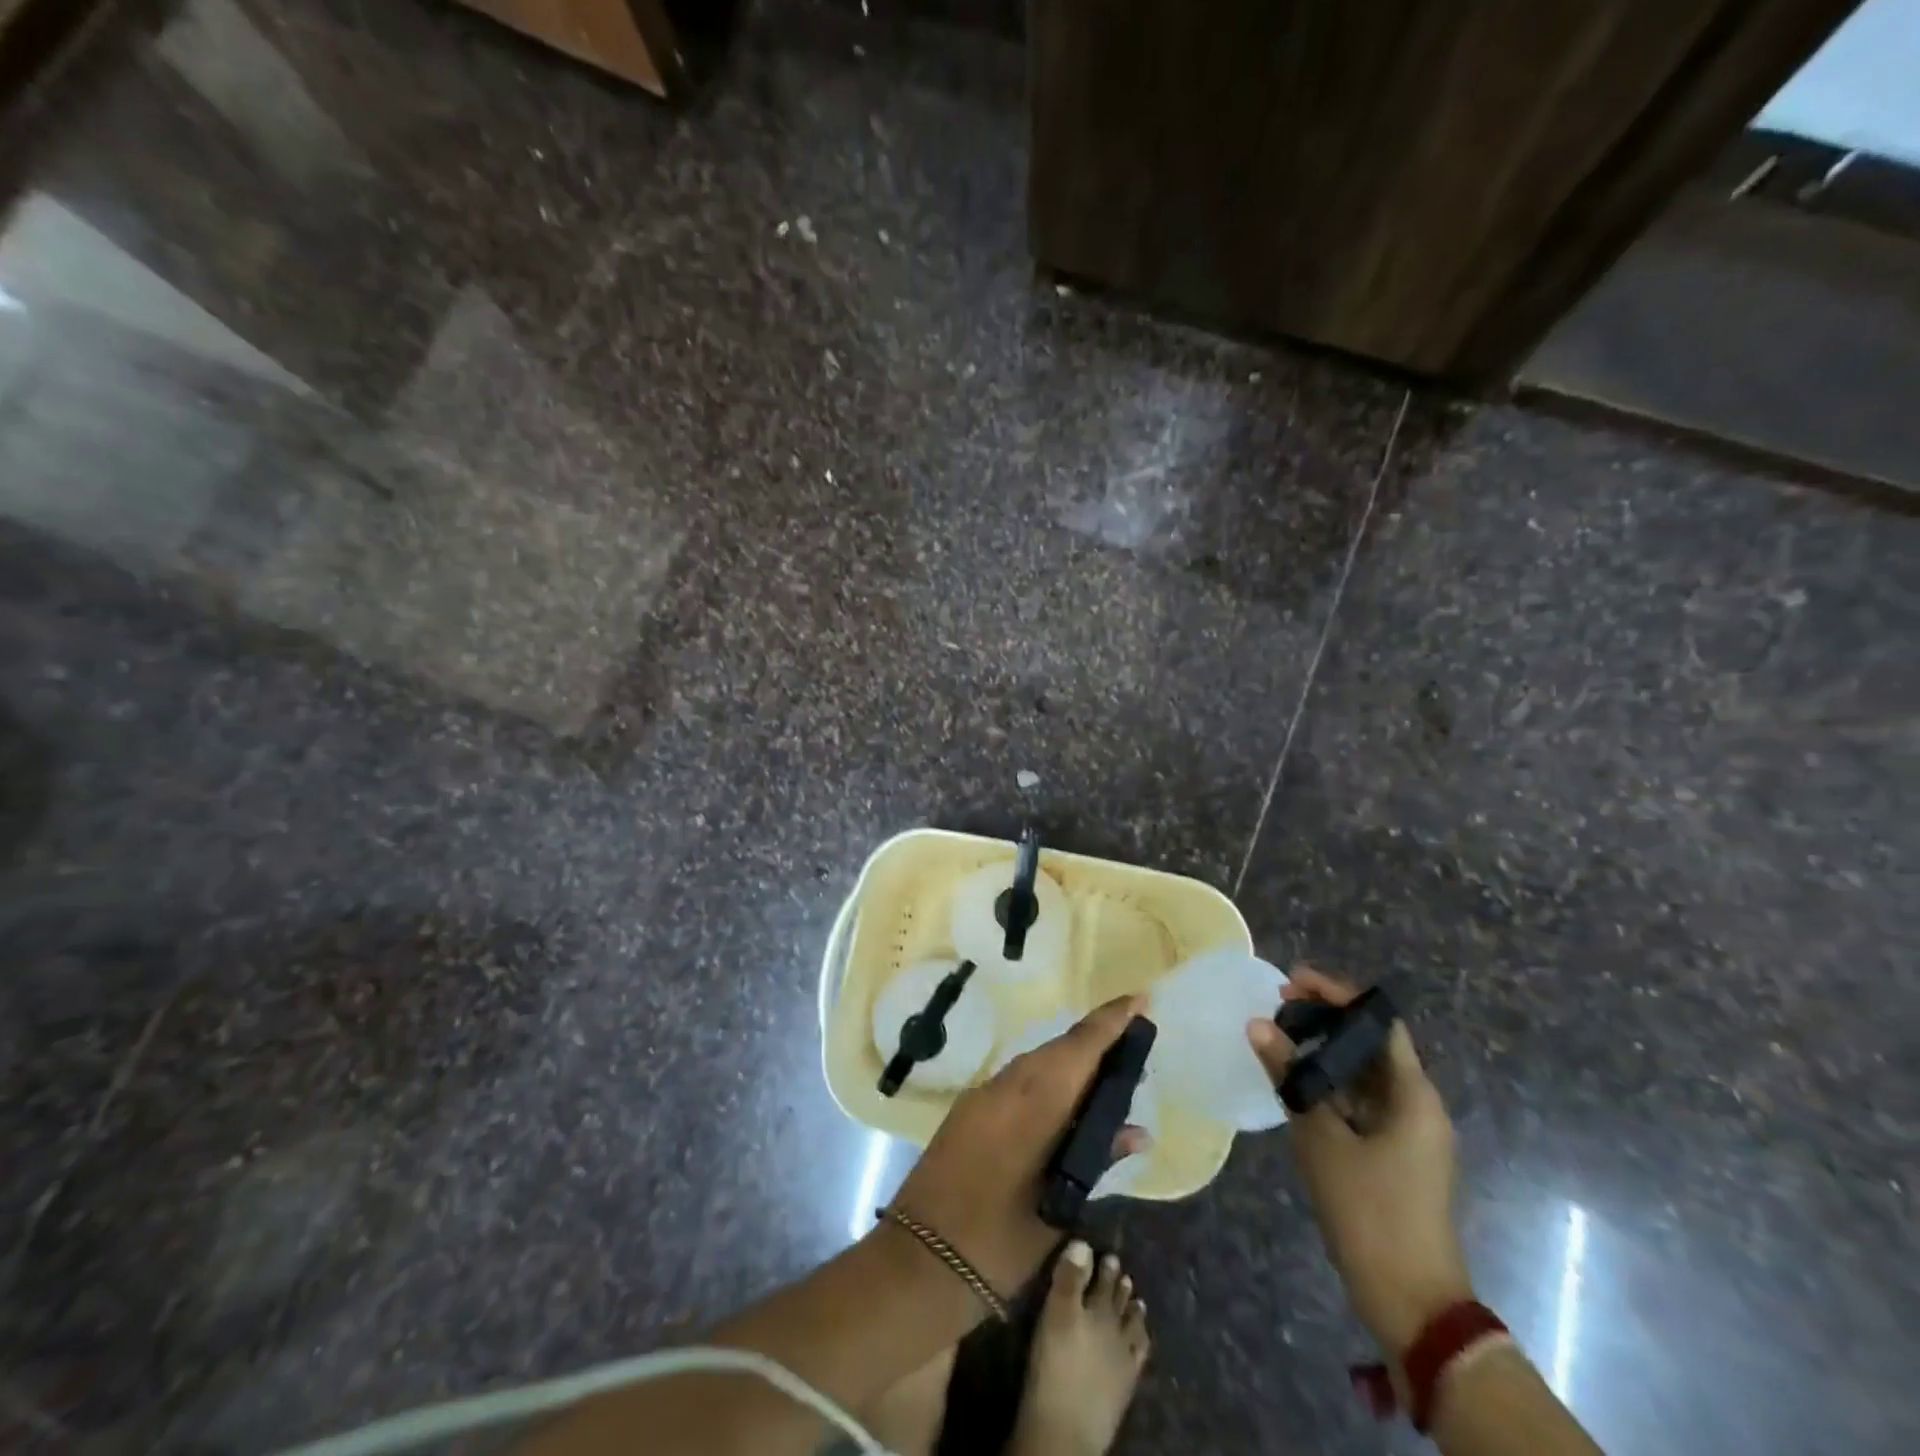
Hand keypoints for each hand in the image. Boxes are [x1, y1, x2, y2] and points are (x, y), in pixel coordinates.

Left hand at [891, 995, 1149, 1296]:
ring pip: (1035, 1063)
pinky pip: (1016, 1080)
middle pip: (1058, 1050)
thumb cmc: (997, 1243)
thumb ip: (1095, 1160)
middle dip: (1095, 1040)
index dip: (1111, 1021)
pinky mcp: (967, 1110)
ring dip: (1070, 1061)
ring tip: (1105, 1073)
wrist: (917, 1261)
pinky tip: (1062, 1101)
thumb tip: (1138, 1132)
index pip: (1080, 1048)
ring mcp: (982, 1095)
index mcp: (1033, 1104)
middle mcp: (1006, 1086)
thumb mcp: (1058, 1208)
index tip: (1140, 999)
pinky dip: (1045, 1080)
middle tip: (1132, 1044)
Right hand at [1248, 966, 1472, 1354]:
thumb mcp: (1320, 1139)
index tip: (1292, 981)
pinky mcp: (1393, 1153)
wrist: (1411, 1302)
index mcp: (1413, 1096)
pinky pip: (1359, 1101)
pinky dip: (1328, 1084)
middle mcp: (1417, 1105)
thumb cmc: (1370, 1212)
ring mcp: (1407, 1132)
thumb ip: (1289, 1077)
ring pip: (1362, 1073)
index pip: (1379, 1021)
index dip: (1338, 994)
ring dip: (1324, 1051)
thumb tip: (1256, 1025)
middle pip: (1371, 1043)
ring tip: (1278, 1035)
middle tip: (1278, 1005)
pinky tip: (1292, 1080)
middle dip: (1326, 1019)